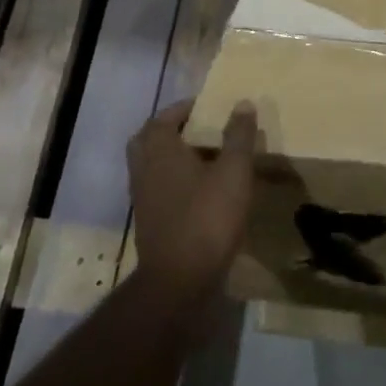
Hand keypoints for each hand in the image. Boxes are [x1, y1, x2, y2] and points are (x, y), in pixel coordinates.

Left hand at [127, 100, 257, 297]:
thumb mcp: (234, 171)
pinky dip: (174, 180)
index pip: (165, 116)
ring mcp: (142, 197)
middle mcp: (144, 168)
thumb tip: (242, 103)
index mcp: (159, 149)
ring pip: (152, 165)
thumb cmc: (207, 217)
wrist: (179, 281)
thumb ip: (238, 136)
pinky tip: (201, 189)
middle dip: (172, 130)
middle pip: (150, 138)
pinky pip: (158, 187)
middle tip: (201, 129)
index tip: (208, 106)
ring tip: (206, 157)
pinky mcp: (148, 220)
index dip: (186, 108)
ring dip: (173, 156)